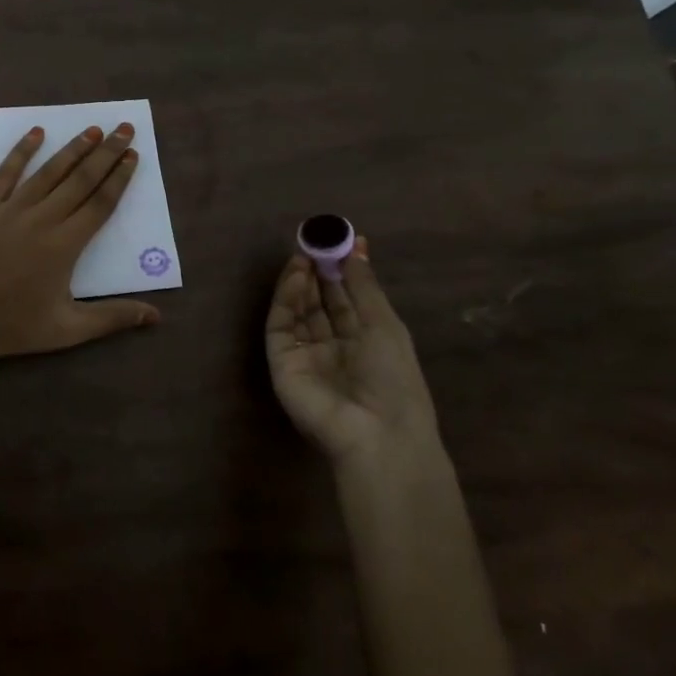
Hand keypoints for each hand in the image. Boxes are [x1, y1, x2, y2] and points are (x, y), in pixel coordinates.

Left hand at [0, 123, 160, 371]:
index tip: (133, 156)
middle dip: (106, 153)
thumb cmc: (10, 328)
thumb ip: (112, 318)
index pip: (100, 204)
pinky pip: (5, 173)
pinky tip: (36, 133)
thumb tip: (156, 317)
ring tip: (93, 130)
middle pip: (80, 180)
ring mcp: (9, 210)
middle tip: (124, 129)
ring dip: (73, 148)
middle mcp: (42, 219)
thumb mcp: (67, 330)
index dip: (119, 178)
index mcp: (65, 246)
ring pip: (48, 172)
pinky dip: (21, 151)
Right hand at [263, 246, 437, 469]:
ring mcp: (305, 356)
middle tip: (313, 242)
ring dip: (300, 282)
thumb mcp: (385, 325)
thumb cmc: (394, 380)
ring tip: (303, 255)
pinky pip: (281, 325)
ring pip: (297, 311)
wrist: (376, 434)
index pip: (345, 301)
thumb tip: (358, 244)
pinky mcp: (281, 362)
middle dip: (315, 273)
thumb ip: (364, 285)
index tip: (335, 241)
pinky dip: (286, 299)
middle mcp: (332, 348)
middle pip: (318, 304)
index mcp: (363, 343)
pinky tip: (296, 277)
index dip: (340, 272)